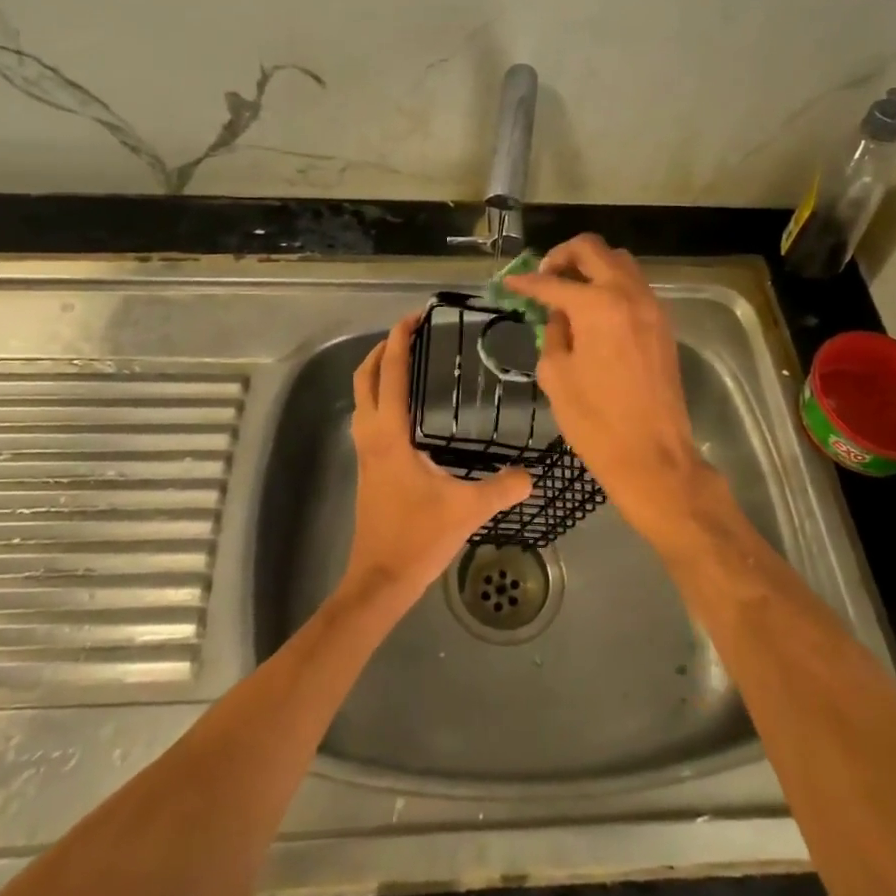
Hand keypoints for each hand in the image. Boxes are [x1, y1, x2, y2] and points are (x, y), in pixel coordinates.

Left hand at [339, 314, 532, 613]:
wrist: (379, 580)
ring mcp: (365, 450)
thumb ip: (503, 487)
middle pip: (365, 376)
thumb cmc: (417, 538)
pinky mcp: (367, 465)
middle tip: (411, 330)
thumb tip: (533, 473)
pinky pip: (369, 414)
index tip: (416, 315)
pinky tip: (408, 407)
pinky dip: (381, 394)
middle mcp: (371, 434)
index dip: (399, 339)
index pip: (390, 372)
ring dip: (378, 370)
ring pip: (362, 395)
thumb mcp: (467, 510)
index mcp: (390, 433)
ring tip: (407, 358)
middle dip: (383, 347)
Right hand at [503, 234, 708, 547]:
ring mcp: (651, 306)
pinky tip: (595, 309)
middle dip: (563, 255)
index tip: (510, 283)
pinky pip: (634, 285)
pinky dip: (611, 284)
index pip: (553, 282)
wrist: (652, 456)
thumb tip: (559, 315)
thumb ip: (553, 334)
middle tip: (545, 276)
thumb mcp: (556, 375)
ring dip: (591, 265)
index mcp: (597, 306)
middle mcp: (627, 294)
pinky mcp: (663, 323)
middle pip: (593, 249)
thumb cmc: (595, 421)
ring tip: (570, 289)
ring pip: (619, 261)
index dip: (526, 282)